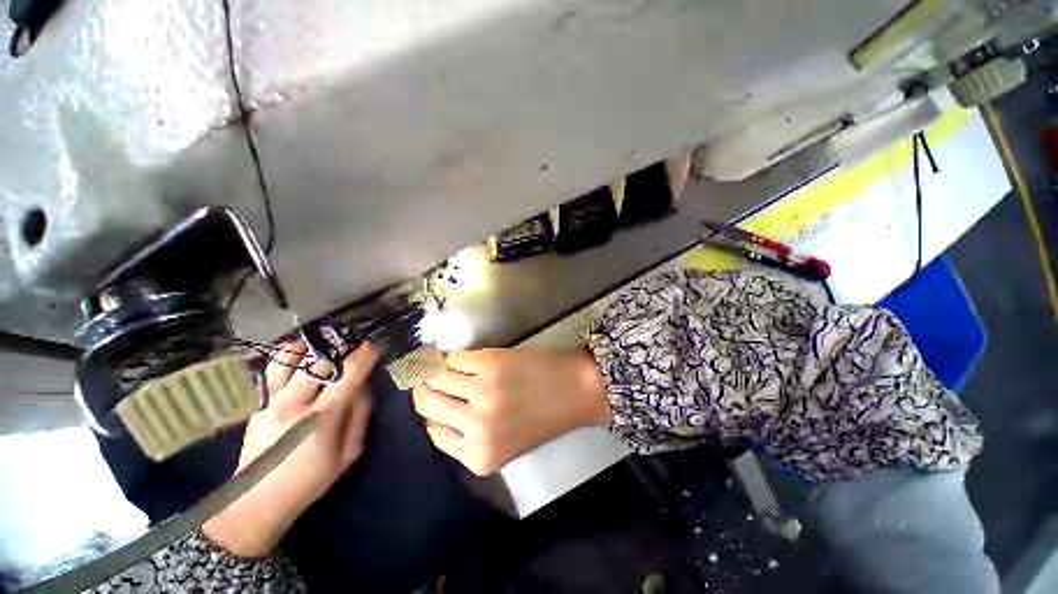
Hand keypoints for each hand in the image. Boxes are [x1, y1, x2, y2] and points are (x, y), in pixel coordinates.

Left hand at [203, 342, 378, 557]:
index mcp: (321, 419)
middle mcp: (294, 405)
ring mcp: (271, 402)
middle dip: (341, 347)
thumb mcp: (349, 454)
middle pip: (320, 363)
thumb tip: (363, 385)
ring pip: (289, 359)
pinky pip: (271, 369)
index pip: (348, 377)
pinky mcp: (257, 404)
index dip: (363, 357)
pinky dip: (287, 355)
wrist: (256, 501)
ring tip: (325, 340)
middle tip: (353, 339)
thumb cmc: (310, 480)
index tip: (372, 344)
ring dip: (310, 345)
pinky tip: (299, 351)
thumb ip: (360, 415)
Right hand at [412, 348, 610, 475]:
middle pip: (426, 404)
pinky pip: (453, 357)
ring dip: (433, 370)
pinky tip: (457, 357)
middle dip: (423, 389)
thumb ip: (466, 437)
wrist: (573, 391)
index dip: (429, 414)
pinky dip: (452, 356)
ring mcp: (481, 392)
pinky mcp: (489, 364)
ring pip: (434, 376)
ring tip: (437, 365)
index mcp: (478, 457)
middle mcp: (475, 426)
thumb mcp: (502, 444)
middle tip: (426, 379)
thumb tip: (432, 412)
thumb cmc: (541, 418)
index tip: (430, 400)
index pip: (432, 432)